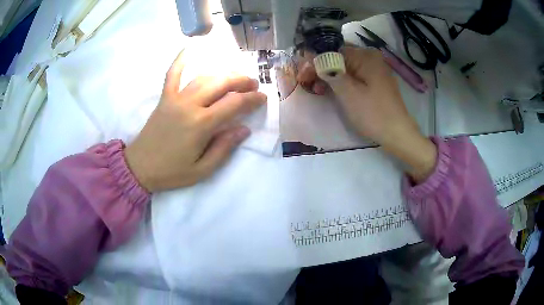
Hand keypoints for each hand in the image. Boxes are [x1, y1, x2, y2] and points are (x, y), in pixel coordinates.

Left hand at [124, 51, 265, 191]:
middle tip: (253, 84)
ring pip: (204, 77)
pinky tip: (189, 48)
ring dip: (222, 74)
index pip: (234, 104)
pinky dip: (181, 60)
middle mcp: (190, 105)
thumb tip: (244, 129)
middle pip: (221, 83)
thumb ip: (224, 148)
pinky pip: (172, 74)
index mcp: (201, 125)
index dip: (252, 99)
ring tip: (235, 77)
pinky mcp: (164, 98)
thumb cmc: (172, 172)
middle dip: (241, 81)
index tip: (262, 98)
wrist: (140, 167)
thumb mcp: (202, 170)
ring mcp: (175, 98)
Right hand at [301, 47, 436, 182]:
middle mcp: (371, 57)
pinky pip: (355, 74)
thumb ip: (328, 70)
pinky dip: (343, 81)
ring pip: (346, 66)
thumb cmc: (372, 113)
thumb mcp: (347, 92)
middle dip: (322, 68)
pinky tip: (334, 91)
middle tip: (309, 84)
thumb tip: (311, 55)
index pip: (332, 50)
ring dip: (330, 76)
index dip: (315, 61)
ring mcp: (375, 68)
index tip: (303, 76)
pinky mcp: (376, 80)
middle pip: (339, 56)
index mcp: (365, 55)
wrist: (397, 134)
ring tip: (319, 90)